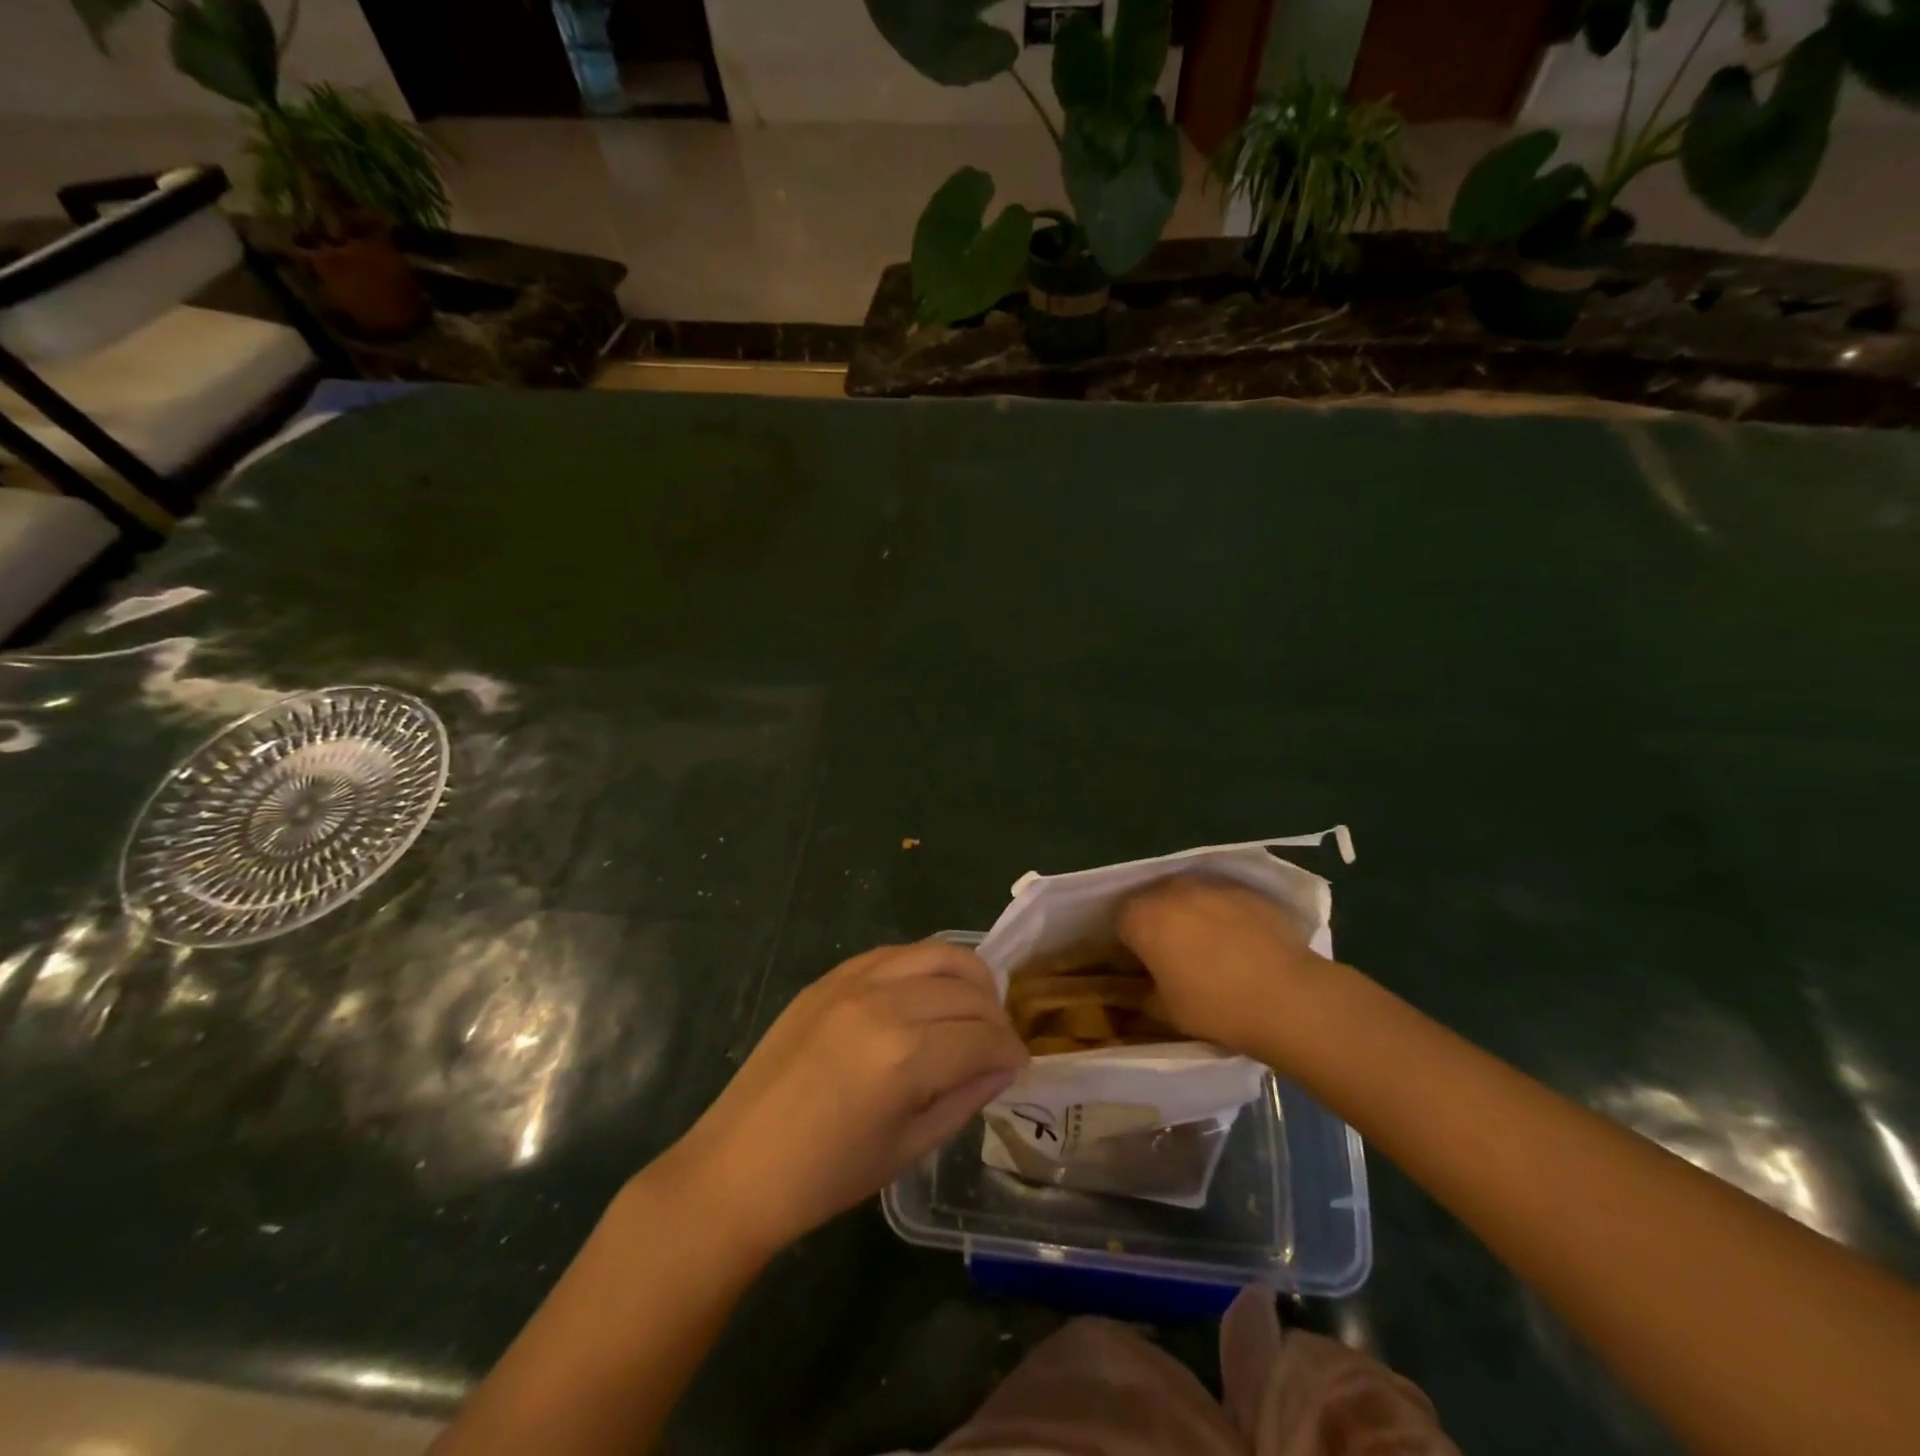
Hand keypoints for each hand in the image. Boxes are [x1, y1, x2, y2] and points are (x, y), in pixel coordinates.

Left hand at [662, 941, 1027, 1259]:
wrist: (737, 1166)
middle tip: (997, 1046)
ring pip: (938, 955)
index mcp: (904, 1056)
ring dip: (969, 979)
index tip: (1018, 1068)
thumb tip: (1004, 1066)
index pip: (984, 1037)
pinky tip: (926, 995)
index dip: (1011, 1052)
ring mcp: (853, 981)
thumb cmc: (825, 1177)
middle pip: (968, 990)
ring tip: (973, 1009)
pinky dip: (925, 968)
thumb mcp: (908, 1148)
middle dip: (996, 1018)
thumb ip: (965, 1098)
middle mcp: (884, 1003)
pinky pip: (896, 953)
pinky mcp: (831, 976)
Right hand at [1117, 876, 1330, 1057]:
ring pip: (1188, 898)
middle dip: (1158, 925)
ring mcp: (1212, 886)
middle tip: (1172, 959)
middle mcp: (1171, 890)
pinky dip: (1223, 917)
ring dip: (1189, 917)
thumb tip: (1137, 989)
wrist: (1290, 998)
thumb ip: (1142, 994)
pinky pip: (1222, 902)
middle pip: (1152, 903)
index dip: (1129, 946)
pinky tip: (1240, 946)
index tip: (1142, 968)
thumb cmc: (1216, 1007)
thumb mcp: (1166, 1011)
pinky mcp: (1247, 891)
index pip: (1120, 923)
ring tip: (1209, 951)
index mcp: (1142, 917)